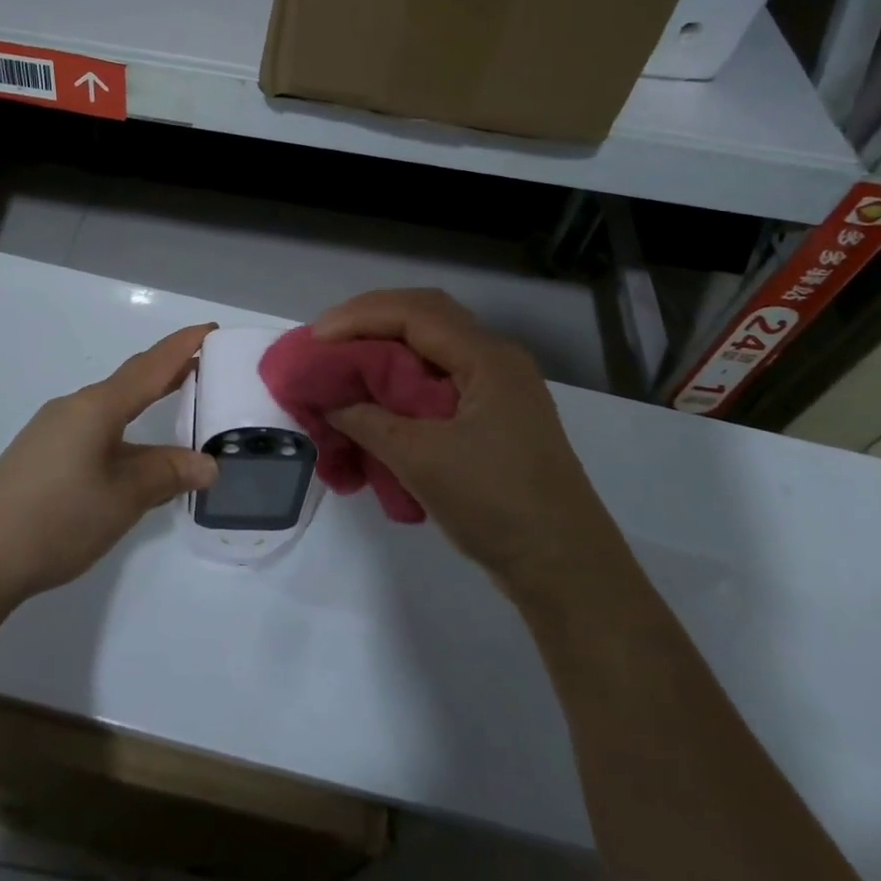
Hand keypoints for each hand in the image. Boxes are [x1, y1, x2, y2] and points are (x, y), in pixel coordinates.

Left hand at [0, 324, 219, 599]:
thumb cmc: (56, 518)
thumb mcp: (123, 498)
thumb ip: (167, 474)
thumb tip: (207, 464)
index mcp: (97, 407)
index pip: (150, 366)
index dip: (183, 346)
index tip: (211, 330)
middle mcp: (74, 408)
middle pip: (130, 380)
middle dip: (168, 370)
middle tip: (206, 365)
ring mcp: (53, 431)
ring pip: (110, 406)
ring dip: (145, 400)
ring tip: (177, 405)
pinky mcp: (40, 455)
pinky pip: (94, 427)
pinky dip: (124, 426)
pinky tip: (131, 451)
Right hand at [312, 290, 604, 592]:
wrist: (565, 567)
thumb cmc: (496, 504)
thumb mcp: (422, 461)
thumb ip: (369, 423)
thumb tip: (331, 403)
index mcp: (486, 358)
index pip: (413, 313)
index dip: (358, 317)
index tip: (315, 338)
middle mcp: (495, 360)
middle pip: (425, 317)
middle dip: (371, 321)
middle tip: (327, 340)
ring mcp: (498, 388)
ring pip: (433, 347)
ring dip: (387, 347)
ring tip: (345, 362)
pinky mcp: (494, 416)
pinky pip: (441, 377)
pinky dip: (404, 378)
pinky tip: (379, 396)